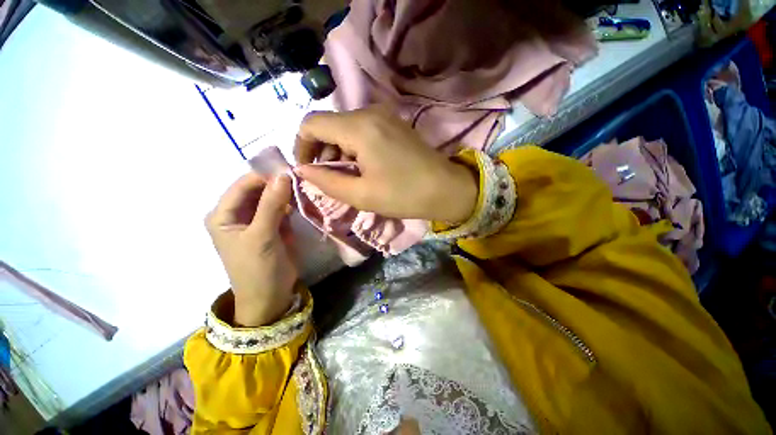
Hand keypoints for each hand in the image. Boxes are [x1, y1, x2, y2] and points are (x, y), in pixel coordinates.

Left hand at [205, 173, 296, 326]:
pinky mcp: (272, 227)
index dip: (265, 175)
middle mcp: (237, 214)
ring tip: (304, 189)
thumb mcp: (262, 236)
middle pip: (257, 190)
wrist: (270, 296)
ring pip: (271, 198)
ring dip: (286, 194)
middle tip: (301, 179)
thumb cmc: (258, 268)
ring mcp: (256, 220)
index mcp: (223, 215)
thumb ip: (271, 204)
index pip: (243, 185)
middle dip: (278, 184)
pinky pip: (281, 209)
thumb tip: (284, 175)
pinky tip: (302, 203)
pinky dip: (291, 205)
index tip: (290, 170)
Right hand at [294, 108, 477, 223]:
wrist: (446, 189)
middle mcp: (370, 112)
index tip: (308, 170)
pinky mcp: (393, 124)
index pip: (312, 124)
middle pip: (329, 124)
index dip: (302, 146)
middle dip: (323, 151)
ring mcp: (384, 116)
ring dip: (339, 151)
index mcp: (359, 128)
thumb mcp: (361, 195)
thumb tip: (302, 171)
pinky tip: (364, 166)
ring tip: (350, 176)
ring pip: (345, 127)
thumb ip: (327, 181)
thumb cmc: (404, 195)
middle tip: (331, 178)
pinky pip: (362, 130)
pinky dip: (354, 147)